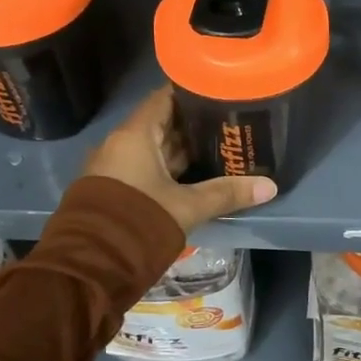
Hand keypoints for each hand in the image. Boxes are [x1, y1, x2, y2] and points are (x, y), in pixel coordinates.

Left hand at [82, 85, 276, 233]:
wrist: (89, 269)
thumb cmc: (138, 222)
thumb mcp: (187, 207)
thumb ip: (227, 193)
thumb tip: (271, 186)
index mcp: (134, 136)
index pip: (164, 98)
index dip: (191, 92)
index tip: (219, 91)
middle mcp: (120, 145)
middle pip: (161, 123)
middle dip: (193, 123)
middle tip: (229, 121)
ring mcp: (114, 168)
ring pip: (154, 149)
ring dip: (183, 149)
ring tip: (220, 146)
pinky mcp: (113, 190)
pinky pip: (146, 168)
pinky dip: (169, 167)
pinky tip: (196, 174)